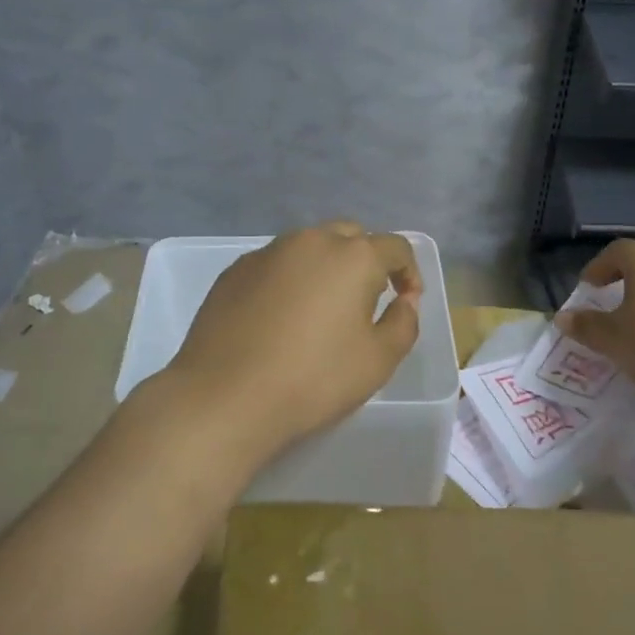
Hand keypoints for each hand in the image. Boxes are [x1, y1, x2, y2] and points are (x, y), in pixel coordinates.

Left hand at [162, 222, 421, 468]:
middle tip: (365, 301)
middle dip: (366, 260)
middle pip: (350, 236)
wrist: (225, 397)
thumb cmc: (313, 380)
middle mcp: (309, 241)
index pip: (395, 247)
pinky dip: (288, 280)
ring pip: (308, 247)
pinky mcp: (234, 271)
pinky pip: (275, 264)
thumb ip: (403, 323)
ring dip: (325, 267)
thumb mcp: (378, 360)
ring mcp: (266, 253)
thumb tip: (405, 300)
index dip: (409, 272)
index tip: (406, 301)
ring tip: (321, 309)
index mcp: (352, 256)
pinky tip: (280, 317)